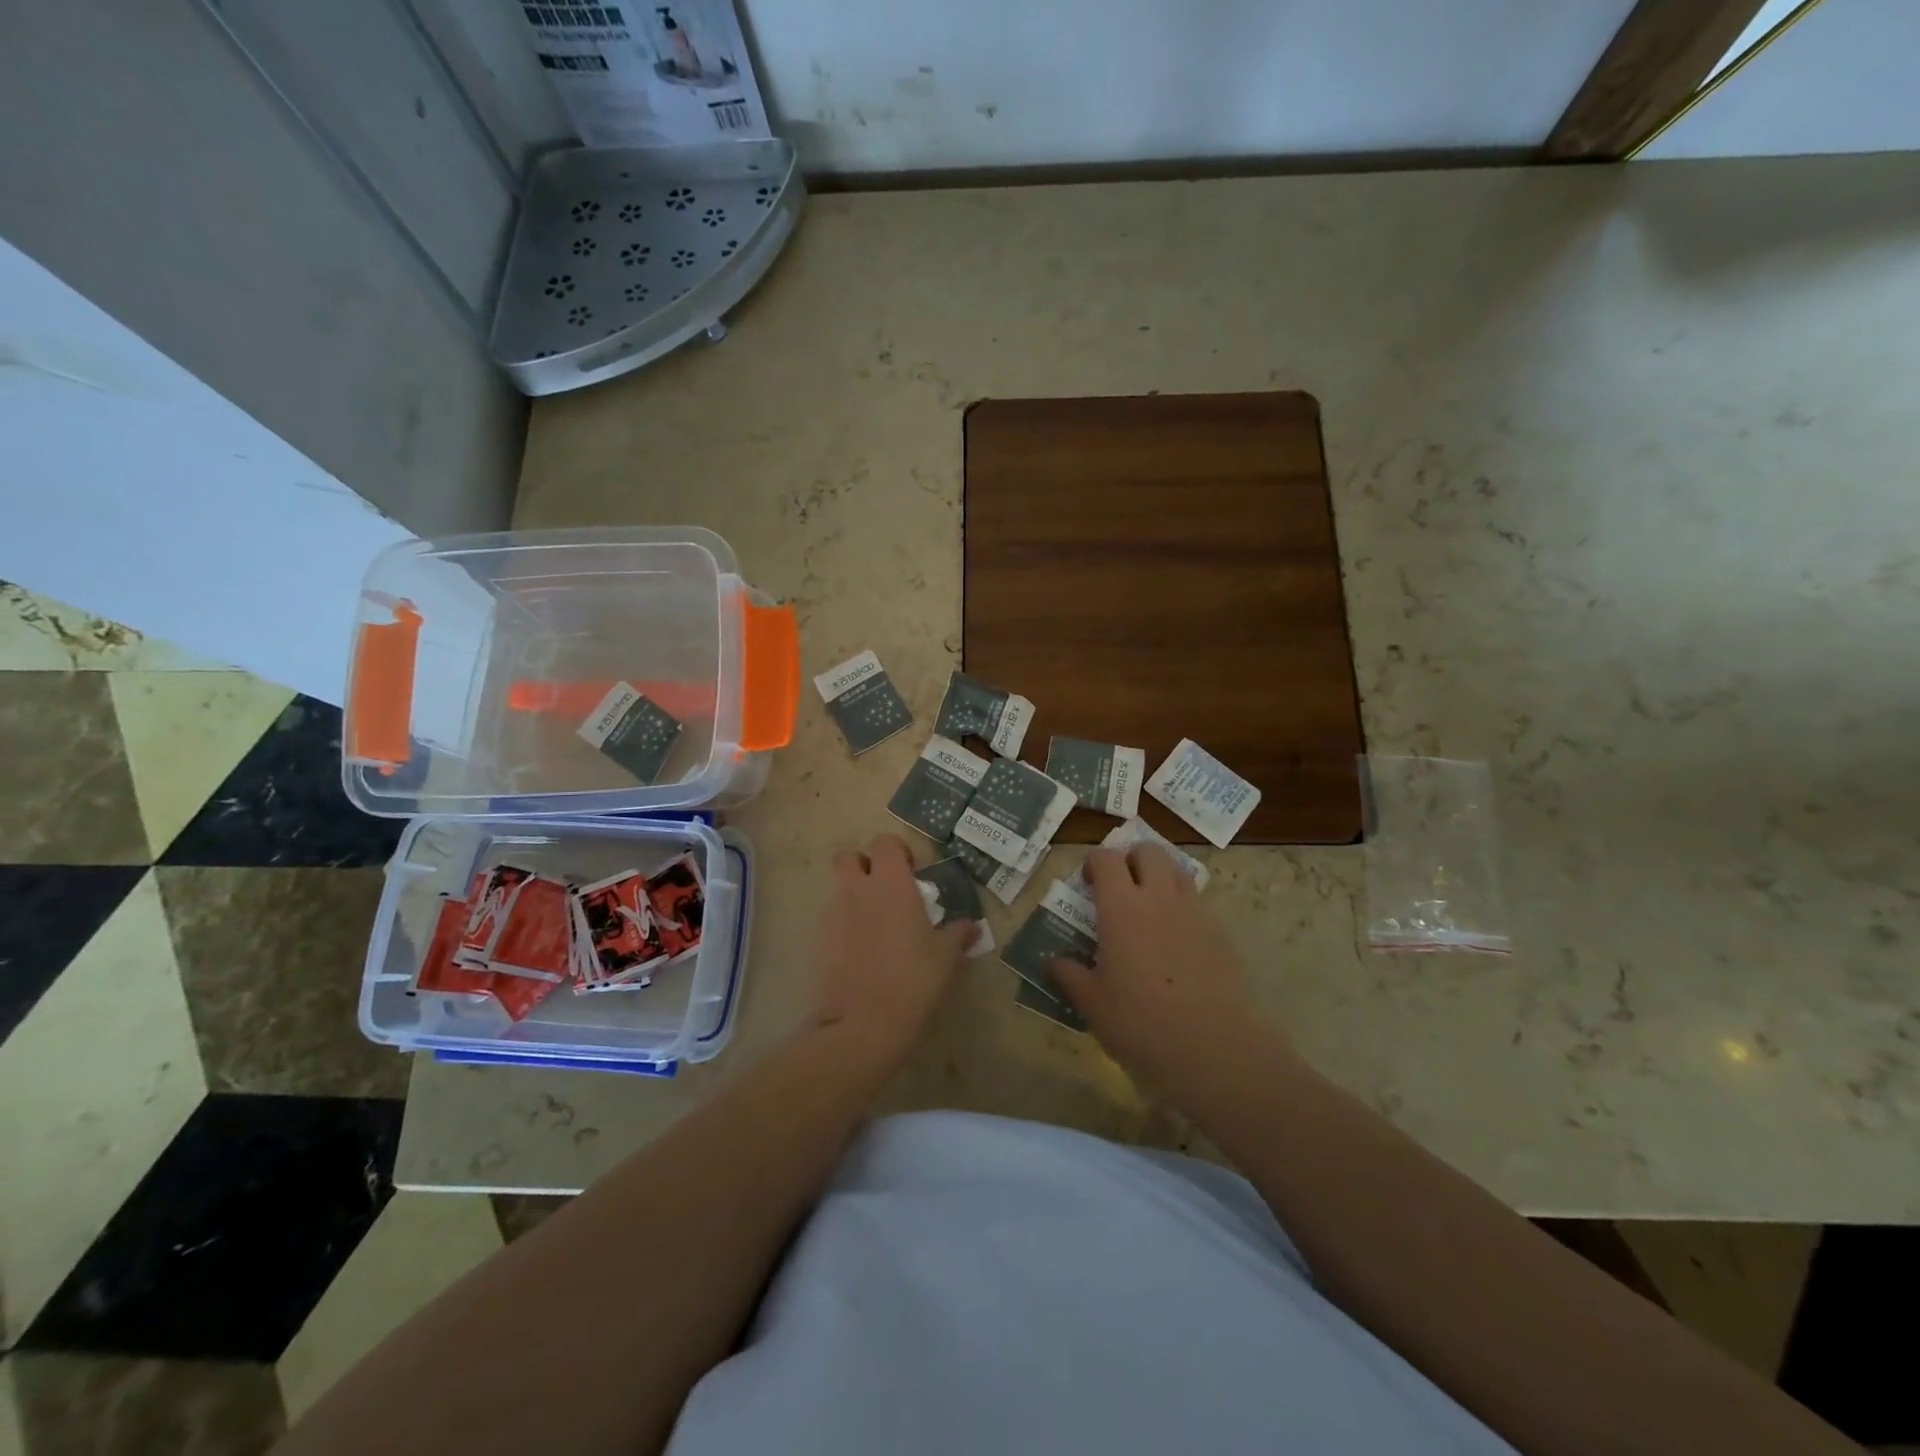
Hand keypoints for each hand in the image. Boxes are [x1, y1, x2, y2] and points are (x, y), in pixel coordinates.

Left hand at [809, 834, 977, 1069]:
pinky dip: (844, 925)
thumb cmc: (913, 980)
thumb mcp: (946, 957)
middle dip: (864, 865)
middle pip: (849, 857)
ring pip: (839, 889)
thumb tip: (971, 926)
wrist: (862, 1024)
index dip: (897, 852)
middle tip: (886, 890)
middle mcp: (857, 890)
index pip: (885, 842)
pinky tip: (860, 952)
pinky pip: (831, 919)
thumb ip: (958, 934)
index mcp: (890, 883)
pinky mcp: (818, 941)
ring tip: (875, 926)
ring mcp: (832, 914)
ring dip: (854, 896)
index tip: (912, 873)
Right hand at [1050, 846, 1273, 1091]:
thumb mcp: (1092, 1003)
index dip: (1094, 863)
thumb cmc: (1141, 1023)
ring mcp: (1194, 912)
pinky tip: (1176, 938)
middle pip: (1148, 851)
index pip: (1106, 859)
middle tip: (1120, 888)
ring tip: (1149, 906)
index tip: (1087, 884)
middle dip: (1131, 859)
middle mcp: (1159, 898)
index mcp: (1121, 908)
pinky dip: (1183, 905)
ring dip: (1160, 876)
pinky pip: (1198, 901)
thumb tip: (1050, 961)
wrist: (1212, 1047)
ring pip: (1177, 870)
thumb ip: (1069, 975)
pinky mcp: (1220, 931)